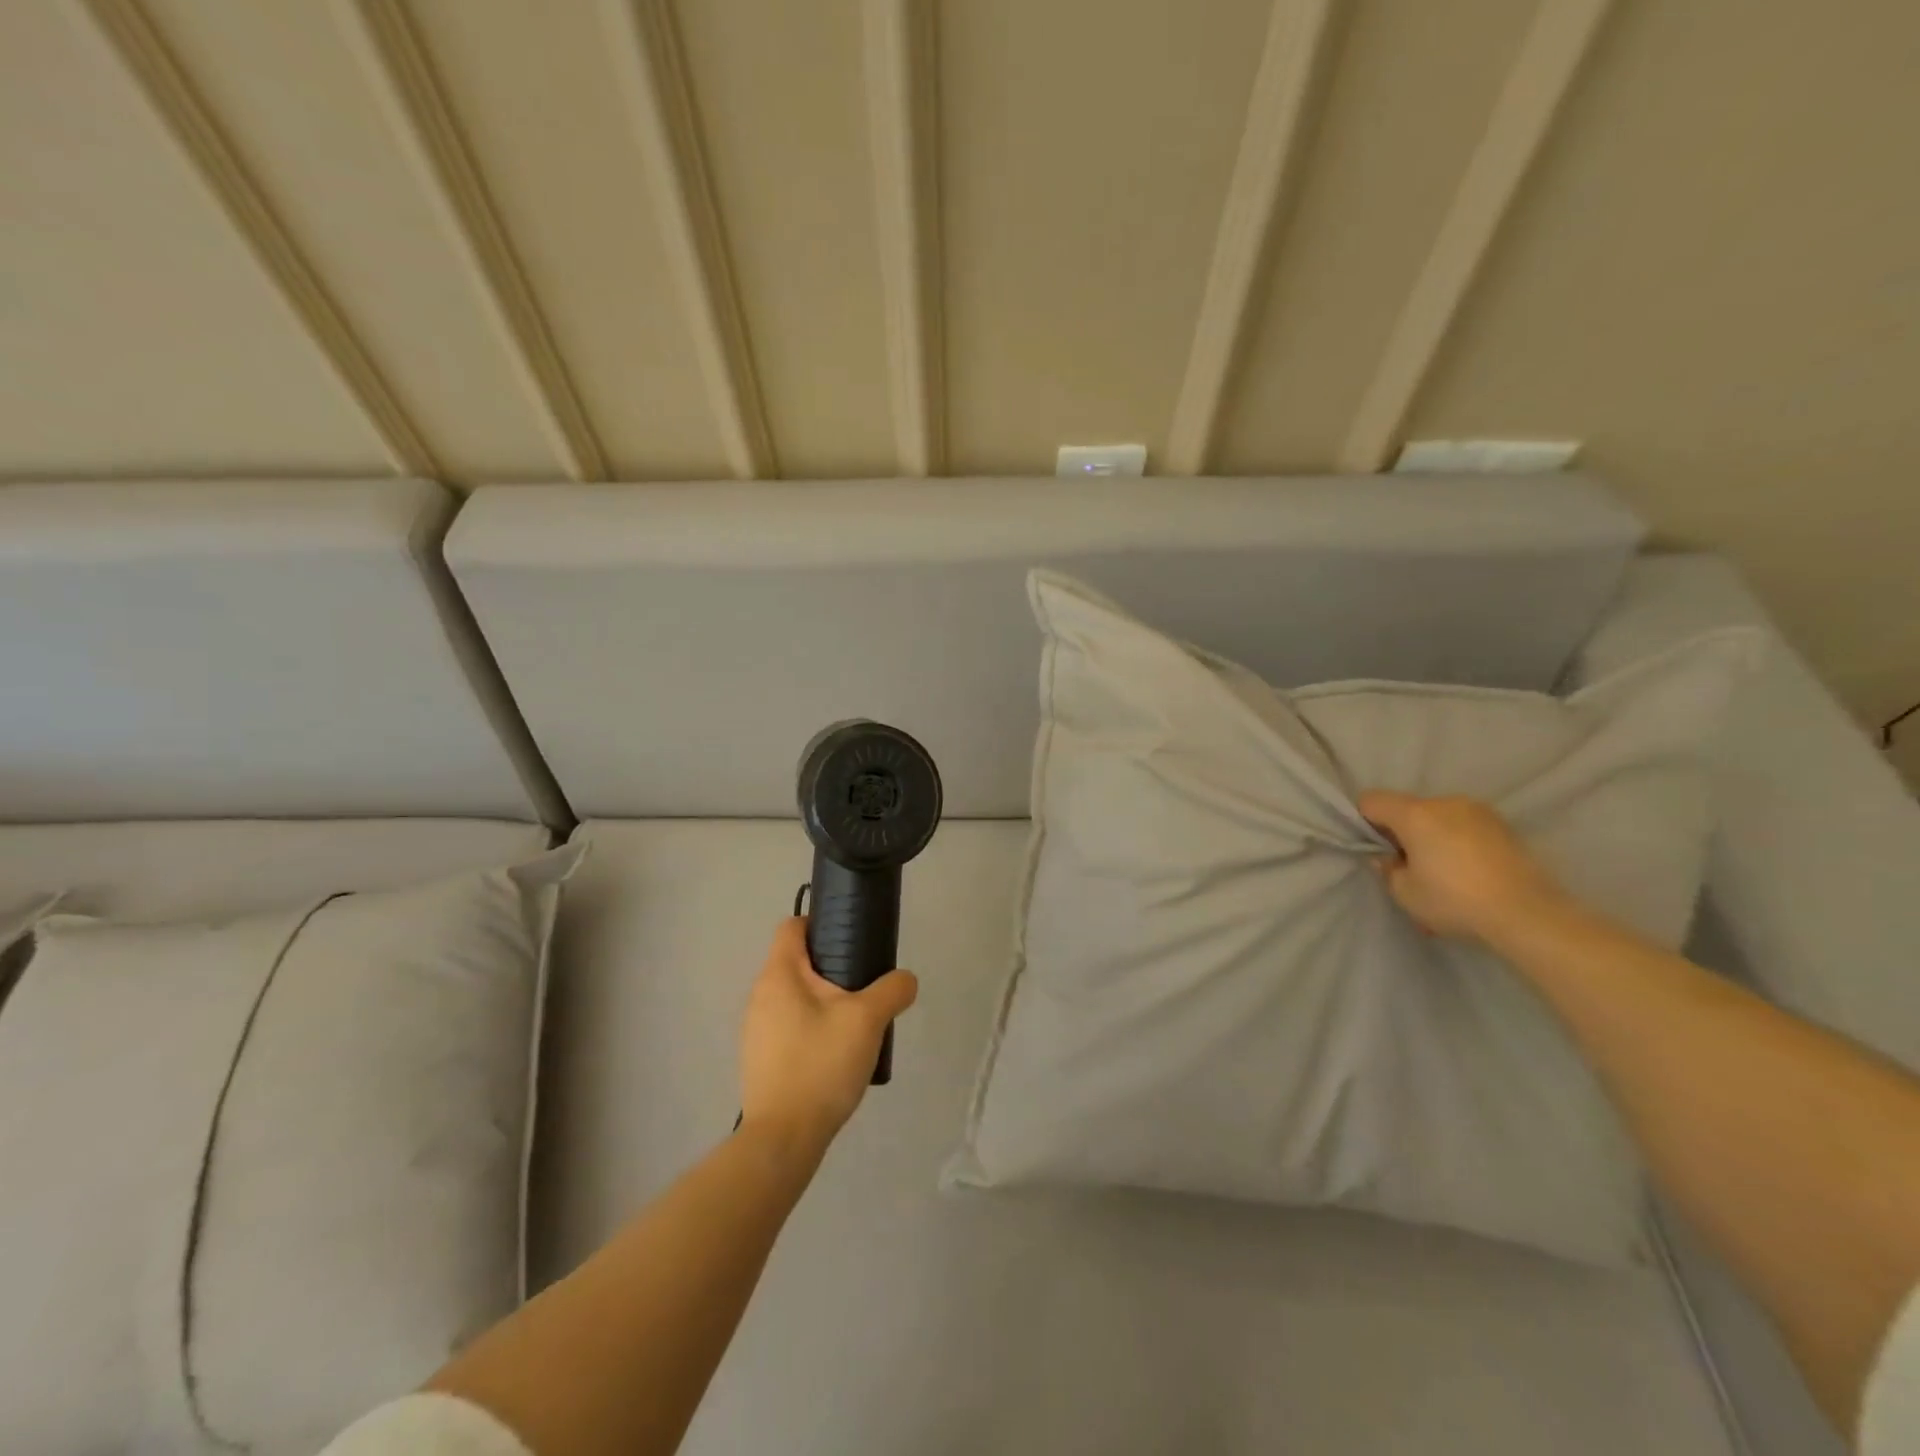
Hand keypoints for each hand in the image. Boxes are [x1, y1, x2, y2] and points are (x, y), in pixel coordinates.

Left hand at [739, 918, 918, 1153]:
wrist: (784, 1138)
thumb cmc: (821, 1065)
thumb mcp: (868, 1020)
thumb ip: (892, 990)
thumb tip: (905, 980)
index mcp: (779, 974)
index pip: (793, 926)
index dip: (822, 924)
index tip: (853, 940)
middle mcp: (760, 995)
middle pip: (798, 961)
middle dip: (833, 966)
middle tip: (866, 985)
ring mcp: (757, 1029)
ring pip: (796, 996)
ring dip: (826, 1000)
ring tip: (857, 1023)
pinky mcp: (762, 1057)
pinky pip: (791, 1026)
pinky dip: (814, 1027)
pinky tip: (838, 1053)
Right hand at [1357, 791, 1567, 943]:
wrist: (1529, 915)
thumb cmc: (1455, 901)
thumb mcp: (1404, 893)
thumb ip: (1387, 869)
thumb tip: (1389, 857)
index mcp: (1415, 814)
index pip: (1371, 800)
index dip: (1364, 822)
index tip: (1377, 850)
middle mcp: (1446, 802)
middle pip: (1408, 809)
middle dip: (1403, 833)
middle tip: (1411, 868)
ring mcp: (1480, 812)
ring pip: (1440, 819)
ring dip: (1433, 838)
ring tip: (1445, 875)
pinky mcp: (1505, 828)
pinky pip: (1467, 829)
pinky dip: (1460, 845)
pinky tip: (1470, 876)